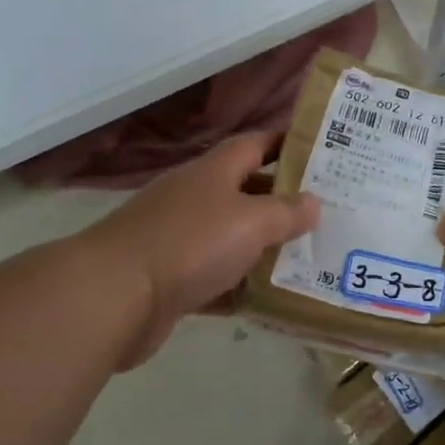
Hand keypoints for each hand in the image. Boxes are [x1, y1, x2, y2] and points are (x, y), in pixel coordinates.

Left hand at [81, 132, 318, 368]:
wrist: (117, 295)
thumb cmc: (190, 243)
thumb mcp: (251, 222)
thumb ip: (286, 212)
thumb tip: (313, 202)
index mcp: (214, 171)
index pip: (255, 144)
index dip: (286, 144)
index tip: (322, 152)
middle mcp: (196, 198)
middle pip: (246, 192)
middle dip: (283, 202)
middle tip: (328, 214)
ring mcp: (179, 238)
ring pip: (232, 238)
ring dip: (264, 248)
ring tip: (309, 258)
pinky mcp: (170, 279)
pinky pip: (215, 279)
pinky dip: (238, 287)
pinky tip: (269, 300)